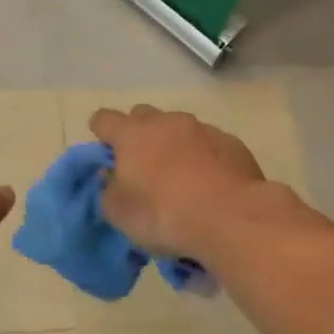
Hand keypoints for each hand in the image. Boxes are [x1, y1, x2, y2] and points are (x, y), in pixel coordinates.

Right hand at [89, 105, 267, 259]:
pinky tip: (210, 184)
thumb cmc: (164, 215)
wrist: (233, 218)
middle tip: (142, 166)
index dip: (101, 133)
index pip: (104, 119)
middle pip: (143, 116)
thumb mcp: (120, 213)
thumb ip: (108, 189)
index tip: (105, 153)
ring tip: (181, 179)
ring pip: (179, 129)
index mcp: (132, 134)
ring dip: (174, 146)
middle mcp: (167, 122)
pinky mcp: (232, 143)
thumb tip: (111, 175)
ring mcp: (203, 129)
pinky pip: (209, 145)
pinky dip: (204, 158)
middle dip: (138, 134)